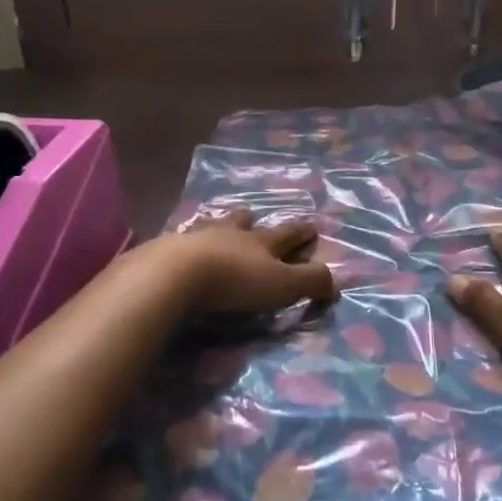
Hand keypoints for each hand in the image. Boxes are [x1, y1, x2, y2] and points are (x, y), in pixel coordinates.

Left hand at [158, 208, 337, 314]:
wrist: (174, 274)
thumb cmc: (235, 280)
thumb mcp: (282, 285)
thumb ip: (310, 281)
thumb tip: (335, 279)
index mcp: (261, 241)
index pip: (288, 233)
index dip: (302, 231)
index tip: (312, 226)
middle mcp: (229, 233)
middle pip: (244, 222)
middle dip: (252, 220)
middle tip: (253, 215)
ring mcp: (195, 237)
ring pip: (211, 226)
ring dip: (218, 226)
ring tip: (216, 225)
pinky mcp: (165, 249)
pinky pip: (179, 241)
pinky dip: (185, 243)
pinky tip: (180, 247)